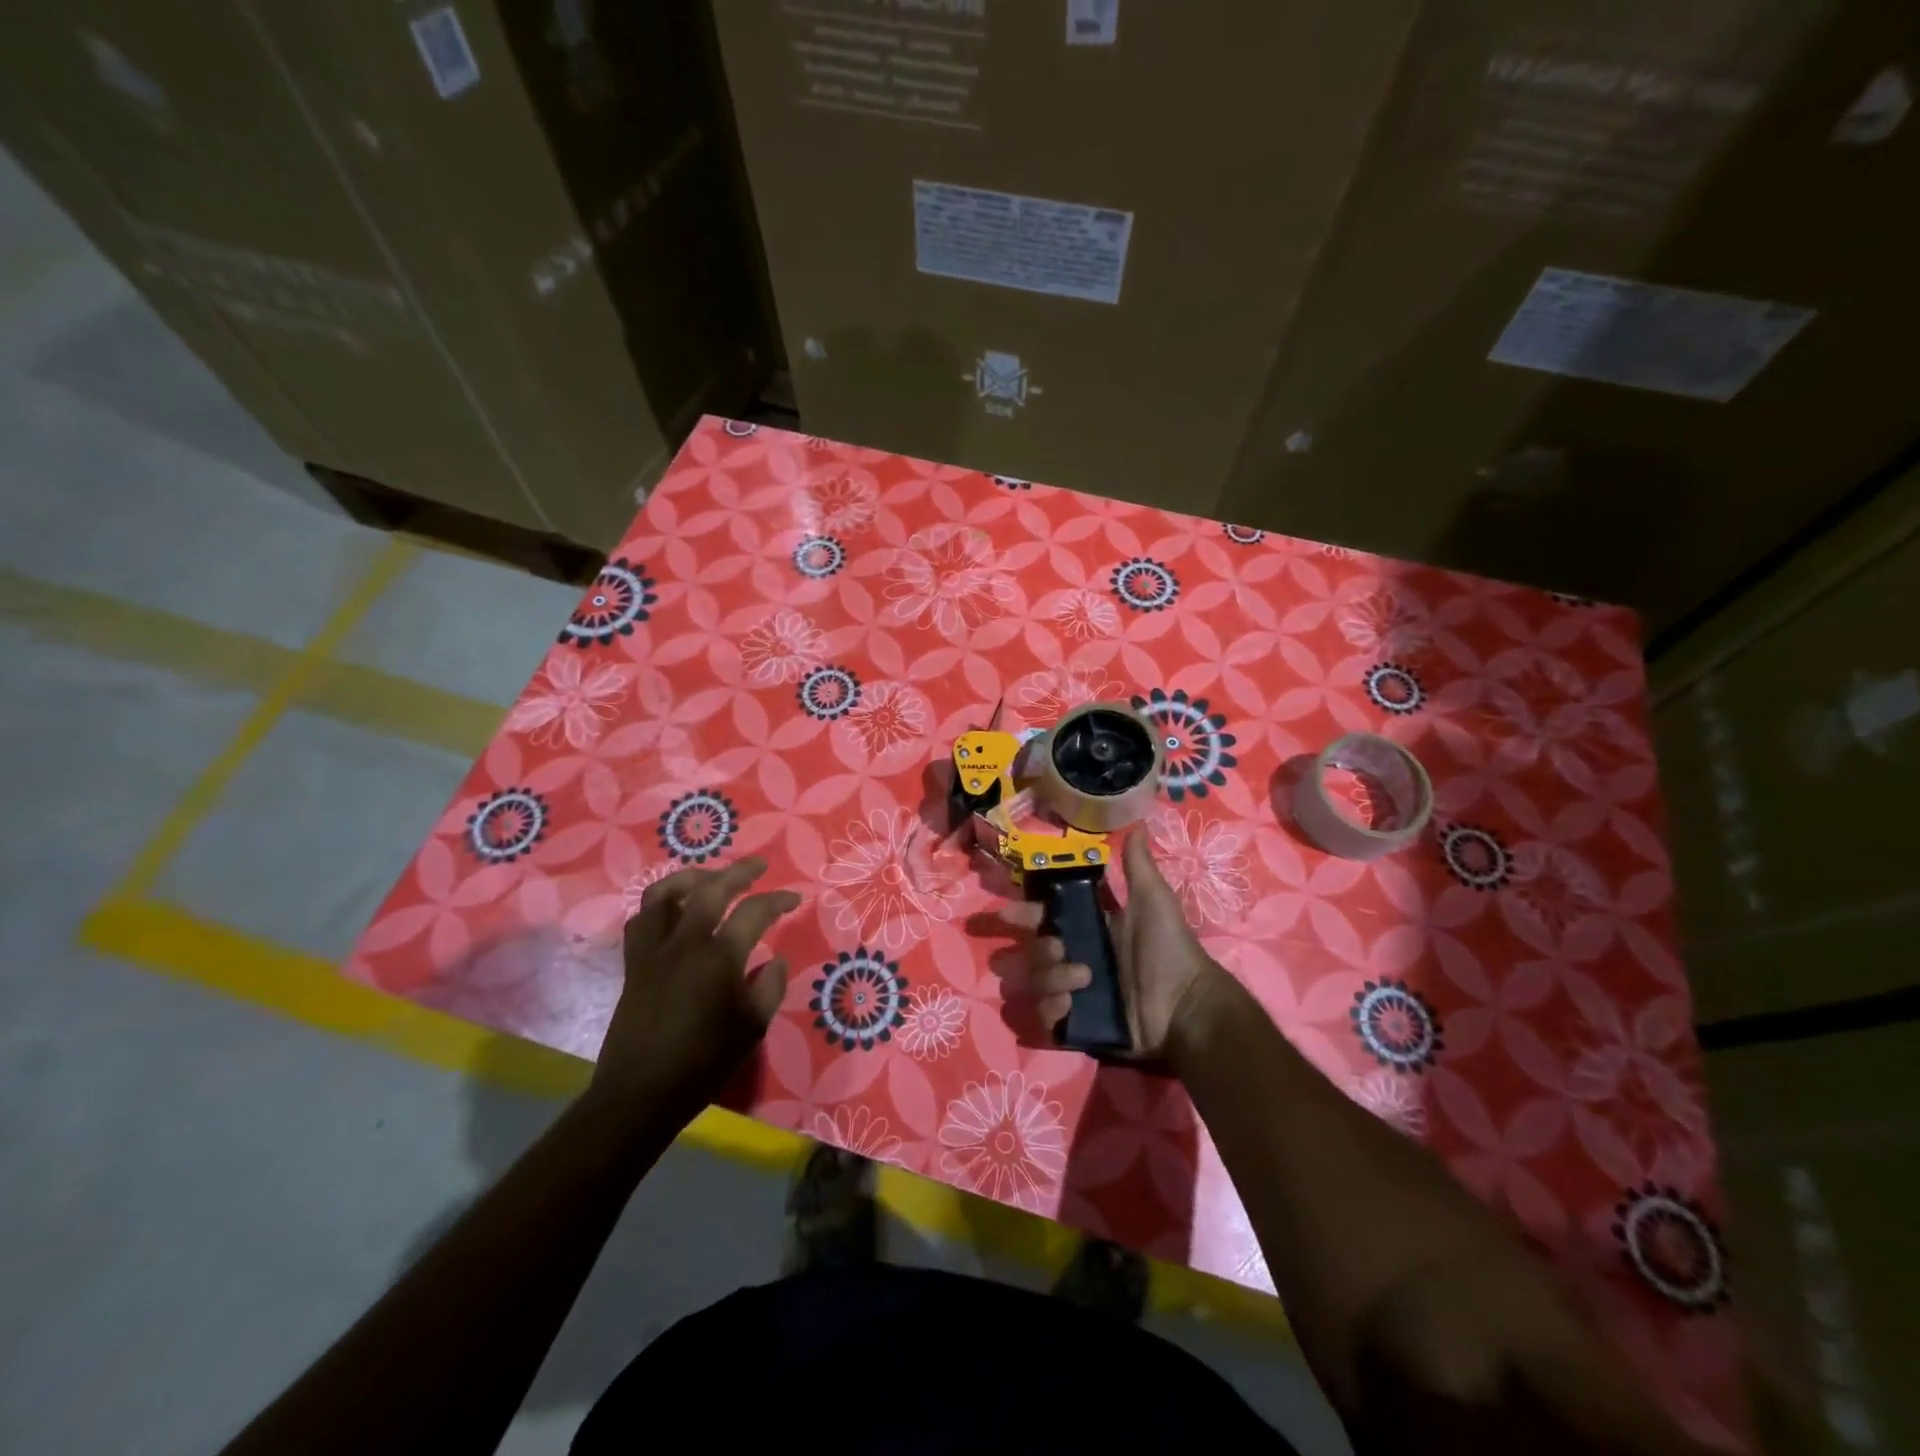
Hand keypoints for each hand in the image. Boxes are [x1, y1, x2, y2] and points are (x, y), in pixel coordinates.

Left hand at [586, 857, 799, 1123]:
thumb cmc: (703, 1063)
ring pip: (665, 893)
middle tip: (758, 866)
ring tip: (710, 877)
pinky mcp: (633, 963)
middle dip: (739, 872)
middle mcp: (685, 942)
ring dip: (691, 877)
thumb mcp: (752, 1028)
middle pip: (711, 888)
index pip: (755, 911)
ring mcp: (654, 950)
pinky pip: (641, 919)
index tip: (794, 898)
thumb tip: (776, 960)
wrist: (640, 1094)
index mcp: (720, 957)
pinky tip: (673, 910)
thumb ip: (770, 987)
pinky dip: (659, 905)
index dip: (778, 900)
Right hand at [1000, 830, 1233, 1060]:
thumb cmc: (1169, 949)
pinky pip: (1041, 1016)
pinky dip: (1050, 1008)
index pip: (1041, 916)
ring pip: (1030, 981)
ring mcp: (1070, 993)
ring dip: (1047, 976)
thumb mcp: (1153, 900)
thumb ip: (1137, 865)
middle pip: (1028, 950)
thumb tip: (1139, 822)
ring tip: (1081, 978)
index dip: (1023, 913)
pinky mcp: (1073, 1023)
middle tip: (1057, 947)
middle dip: (1033, 947)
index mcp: (1086, 927)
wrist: (1186, 1006)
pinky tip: (1071, 1003)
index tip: (1009, 912)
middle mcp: (1072, 957)